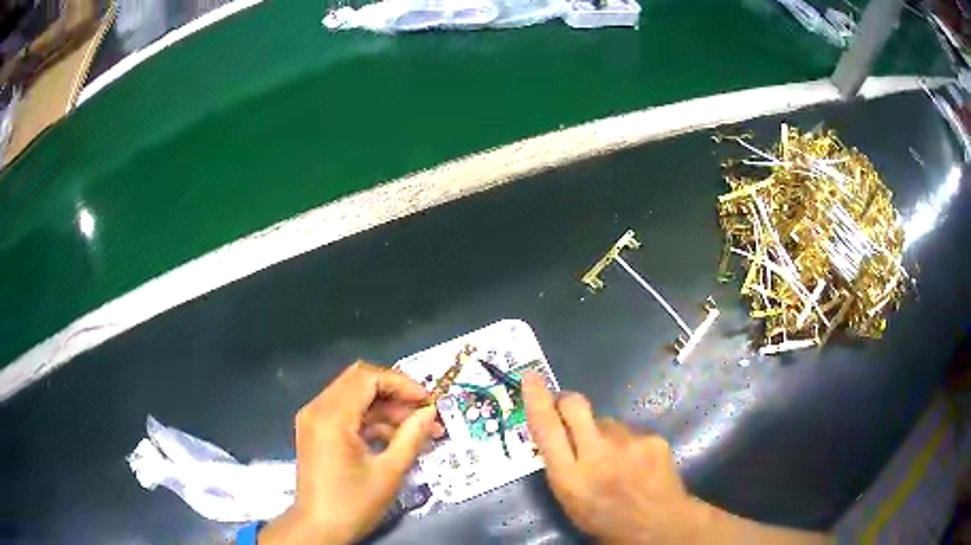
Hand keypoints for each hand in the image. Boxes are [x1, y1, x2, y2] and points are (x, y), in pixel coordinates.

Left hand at [260, 361, 443, 544]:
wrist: (318, 528)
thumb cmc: (353, 503)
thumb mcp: (389, 472)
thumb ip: (411, 437)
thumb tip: (430, 413)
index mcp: (332, 416)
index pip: (367, 378)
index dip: (401, 383)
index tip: (427, 402)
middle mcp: (318, 409)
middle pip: (359, 382)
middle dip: (395, 394)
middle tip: (423, 412)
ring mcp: (314, 419)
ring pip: (354, 397)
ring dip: (386, 409)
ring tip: (419, 431)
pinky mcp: (316, 431)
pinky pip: (346, 414)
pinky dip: (371, 421)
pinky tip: (396, 439)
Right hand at [523, 371, 707, 542]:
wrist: (660, 525)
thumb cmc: (606, 520)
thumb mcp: (570, 502)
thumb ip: (561, 468)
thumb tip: (556, 435)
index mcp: (571, 478)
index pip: (547, 429)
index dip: (536, 400)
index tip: (531, 377)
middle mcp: (598, 454)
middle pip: (575, 405)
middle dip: (567, 401)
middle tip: (567, 410)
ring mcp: (629, 443)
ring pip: (606, 421)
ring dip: (603, 433)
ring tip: (615, 459)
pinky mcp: (652, 438)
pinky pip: (630, 432)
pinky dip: (627, 444)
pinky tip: (637, 463)